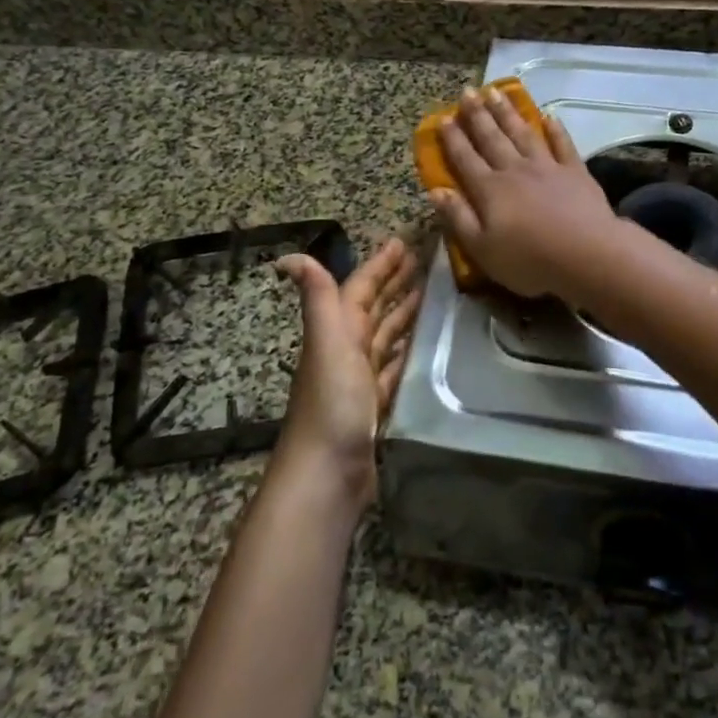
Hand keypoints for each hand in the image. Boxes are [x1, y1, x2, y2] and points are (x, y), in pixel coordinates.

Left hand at [272, 238, 421, 505]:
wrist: (325, 474)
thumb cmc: (331, 404)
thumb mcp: (327, 344)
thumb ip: (318, 299)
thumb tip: (288, 256)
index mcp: (338, 332)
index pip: (361, 288)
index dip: (379, 265)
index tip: (402, 243)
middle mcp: (347, 350)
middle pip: (373, 309)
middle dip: (393, 283)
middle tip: (422, 262)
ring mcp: (360, 380)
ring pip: (385, 336)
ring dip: (402, 313)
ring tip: (429, 295)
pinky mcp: (375, 406)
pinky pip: (393, 367)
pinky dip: (405, 351)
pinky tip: (420, 346)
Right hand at [427, 86, 623, 303]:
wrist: (587, 254)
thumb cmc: (529, 260)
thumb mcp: (482, 249)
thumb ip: (458, 218)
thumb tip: (435, 191)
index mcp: (489, 190)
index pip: (465, 159)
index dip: (452, 138)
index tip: (443, 117)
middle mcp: (515, 170)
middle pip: (492, 138)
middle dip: (477, 115)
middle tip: (467, 92)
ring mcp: (547, 167)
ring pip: (522, 133)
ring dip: (508, 112)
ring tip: (496, 92)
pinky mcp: (575, 171)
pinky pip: (562, 144)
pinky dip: (555, 129)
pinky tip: (548, 116)